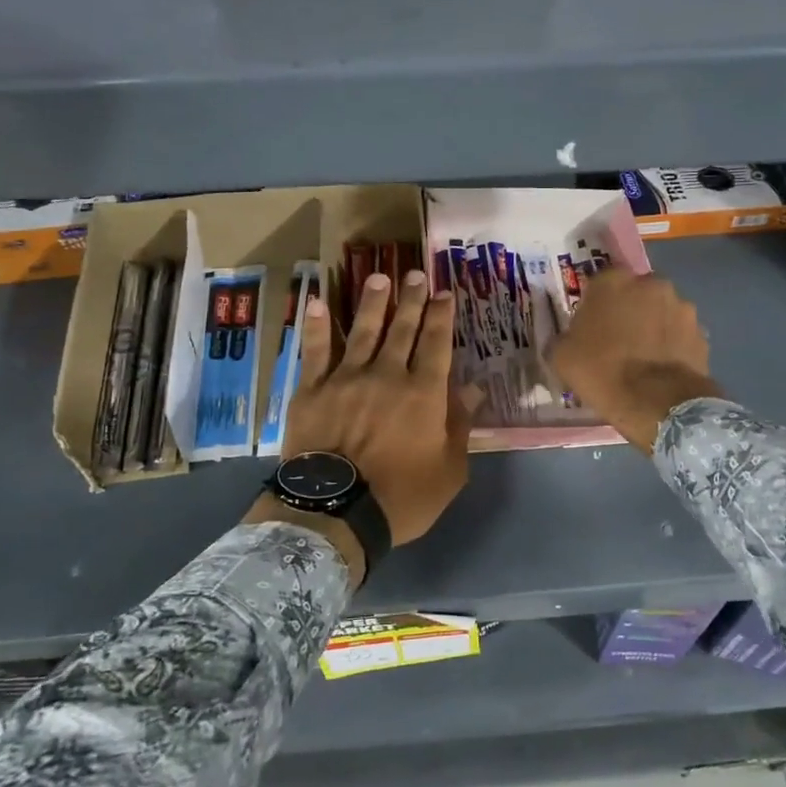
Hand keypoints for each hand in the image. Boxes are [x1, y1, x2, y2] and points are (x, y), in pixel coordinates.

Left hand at [284, 270, 473, 545]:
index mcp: (423, 393)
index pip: (436, 343)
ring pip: (362, 330)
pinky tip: (316, 302)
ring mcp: (347, 378)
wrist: (336, 513)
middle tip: (416, 273)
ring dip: (372, 302)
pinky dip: (316, 326)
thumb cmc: (401, 497)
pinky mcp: (312, 389)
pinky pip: (315, 351)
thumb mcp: (449, 470)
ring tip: (378, 277)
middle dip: (412, 299)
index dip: (441, 316)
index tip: (444, 293)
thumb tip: (472, 389)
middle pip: (402, 329)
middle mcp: (387, 374)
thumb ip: (460, 426)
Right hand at [548, 268, 720, 452]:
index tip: (593, 324)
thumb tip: (568, 340)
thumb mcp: (562, 357)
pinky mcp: (701, 332)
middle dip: (630, 309)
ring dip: (654, 325)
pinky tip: (663, 367)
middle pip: (636, 293)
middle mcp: (651, 284)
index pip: (602, 282)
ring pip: (662, 311)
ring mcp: (681, 306)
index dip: (597, 303)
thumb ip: (564, 338)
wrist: (655, 403)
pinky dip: (673, 345)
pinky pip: (680, 334)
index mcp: (613, 281)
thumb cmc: (601, 372)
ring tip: (645, 356)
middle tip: (619, 338)